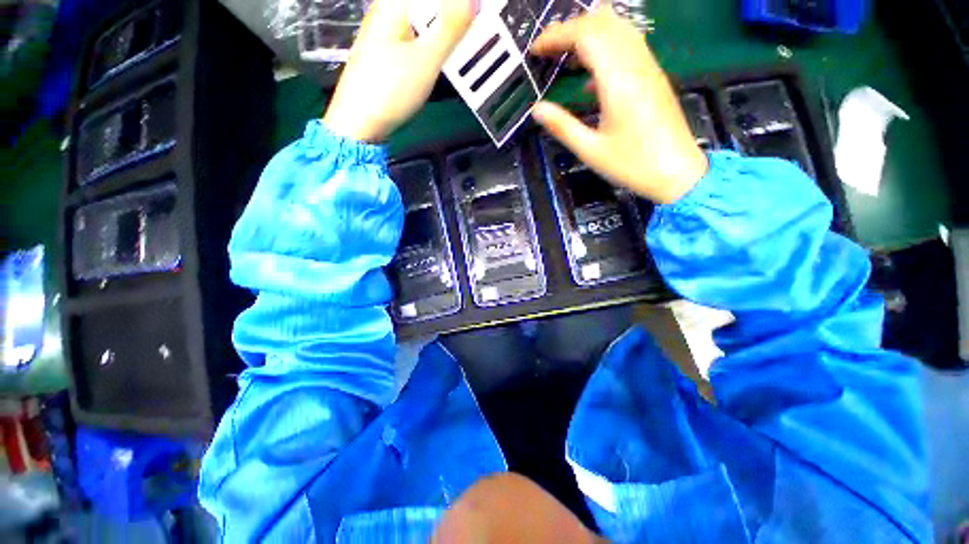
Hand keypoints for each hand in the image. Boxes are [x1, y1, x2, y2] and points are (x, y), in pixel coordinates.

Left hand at [323, 0, 475, 142]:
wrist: (360, 124)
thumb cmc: (390, 90)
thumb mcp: (425, 60)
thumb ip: (449, 28)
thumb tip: (473, 0)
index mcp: (392, 6)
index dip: (451, 4)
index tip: (473, 11)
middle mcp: (386, 15)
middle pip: (424, 8)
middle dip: (449, 14)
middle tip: (474, 22)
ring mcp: (384, 37)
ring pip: (420, 24)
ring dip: (443, 29)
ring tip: (465, 38)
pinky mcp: (386, 58)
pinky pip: (414, 41)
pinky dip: (431, 44)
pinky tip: (441, 56)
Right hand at [530, 4, 706, 203]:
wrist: (677, 172)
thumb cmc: (632, 165)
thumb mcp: (590, 150)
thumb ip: (562, 126)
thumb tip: (537, 110)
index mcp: (619, 81)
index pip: (586, 35)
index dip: (557, 35)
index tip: (536, 50)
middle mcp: (636, 64)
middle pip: (602, 22)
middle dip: (570, 29)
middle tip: (548, 51)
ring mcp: (648, 67)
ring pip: (617, 28)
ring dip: (588, 34)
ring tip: (564, 56)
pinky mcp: (653, 76)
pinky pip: (627, 46)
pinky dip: (604, 48)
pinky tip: (589, 77)